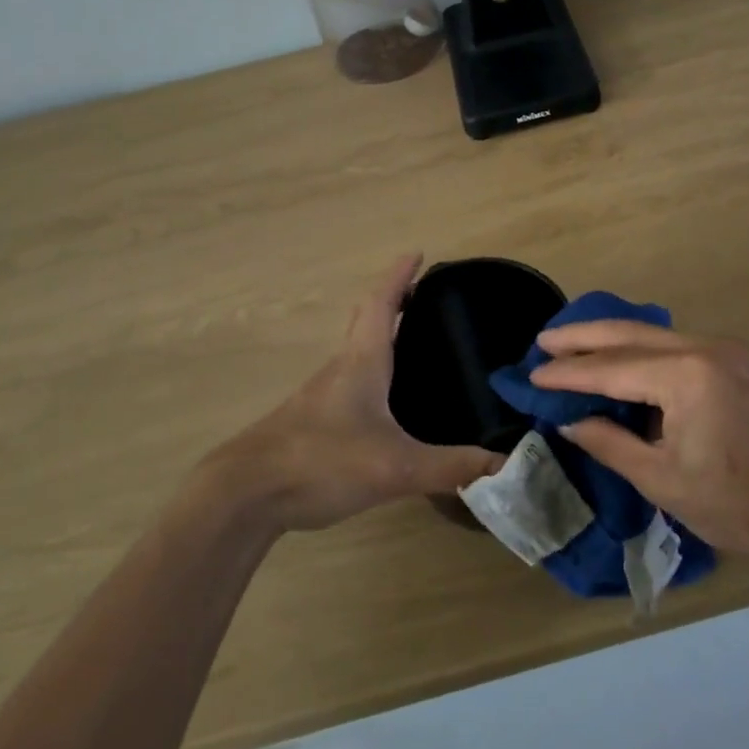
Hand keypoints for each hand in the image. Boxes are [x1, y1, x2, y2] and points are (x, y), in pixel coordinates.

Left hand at [213, 255, 501, 531]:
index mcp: (362, 362)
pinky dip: (371, 370)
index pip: (382, 304)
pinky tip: (384, 401)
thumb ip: (450, 467)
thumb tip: (505, 465)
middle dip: (392, 300)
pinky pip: (349, 381)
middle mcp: (341, 369)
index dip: (399, 276)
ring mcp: (321, 396)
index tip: (416, 253)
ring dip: (380, 336)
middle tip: (420, 294)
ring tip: (410, 343)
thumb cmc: (321, 461)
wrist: (244, 495)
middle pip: (366, 320)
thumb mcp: (394, 467)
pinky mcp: (311, 422)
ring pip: (356, 352)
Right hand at [529, 321, 748, 564]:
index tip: (533, 373)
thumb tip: (571, 421)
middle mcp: (707, 348)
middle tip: (544, 340)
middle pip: (632, 334)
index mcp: (687, 377)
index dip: (570, 373)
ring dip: (613, 338)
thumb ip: (611, 443)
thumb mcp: (663, 480)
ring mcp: (727, 350)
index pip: (613, 368)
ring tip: (572, 343)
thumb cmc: (738, 505)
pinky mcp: (738, 360)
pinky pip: (678, 344)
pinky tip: (621, 355)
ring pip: (655, 334)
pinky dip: (643, 348)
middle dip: (584, 337)